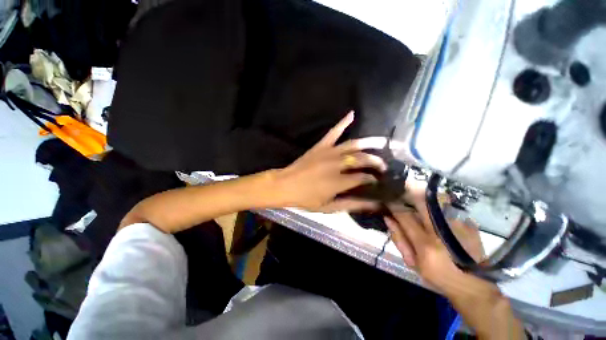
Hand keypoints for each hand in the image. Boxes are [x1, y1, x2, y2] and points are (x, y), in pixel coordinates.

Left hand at [273, 111, 387, 212]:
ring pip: (353, 145)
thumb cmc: (306, 199)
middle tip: (384, 165)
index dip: (373, 179)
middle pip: (361, 159)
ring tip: (382, 142)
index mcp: (339, 181)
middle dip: (376, 161)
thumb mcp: (329, 207)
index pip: (363, 177)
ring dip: (369, 143)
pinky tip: (352, 114)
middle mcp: (337, 165)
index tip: (378, 180)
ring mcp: (328, 152)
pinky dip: (343, 122)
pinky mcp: (320, 146)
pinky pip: (333, 132)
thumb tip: (373, 204)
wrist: (286, 185)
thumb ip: (352, 205)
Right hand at [384, 179, 466, 291]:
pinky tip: (434, 205)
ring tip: (415, 194)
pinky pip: (448, 204)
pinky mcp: (469, 223)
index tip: (386, 197)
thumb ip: (399, 238)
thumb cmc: (438, 276)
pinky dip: (437, 201)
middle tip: (400, 189)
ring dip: (422, 194)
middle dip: (407, 191)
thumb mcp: (413, 262)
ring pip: (435, 198)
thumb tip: (388, 218)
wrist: (474, 284)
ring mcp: (458, 224)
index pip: (403, 215)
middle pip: (421, 201)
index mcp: (425, 244)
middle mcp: (441, 231)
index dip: (392, 204)